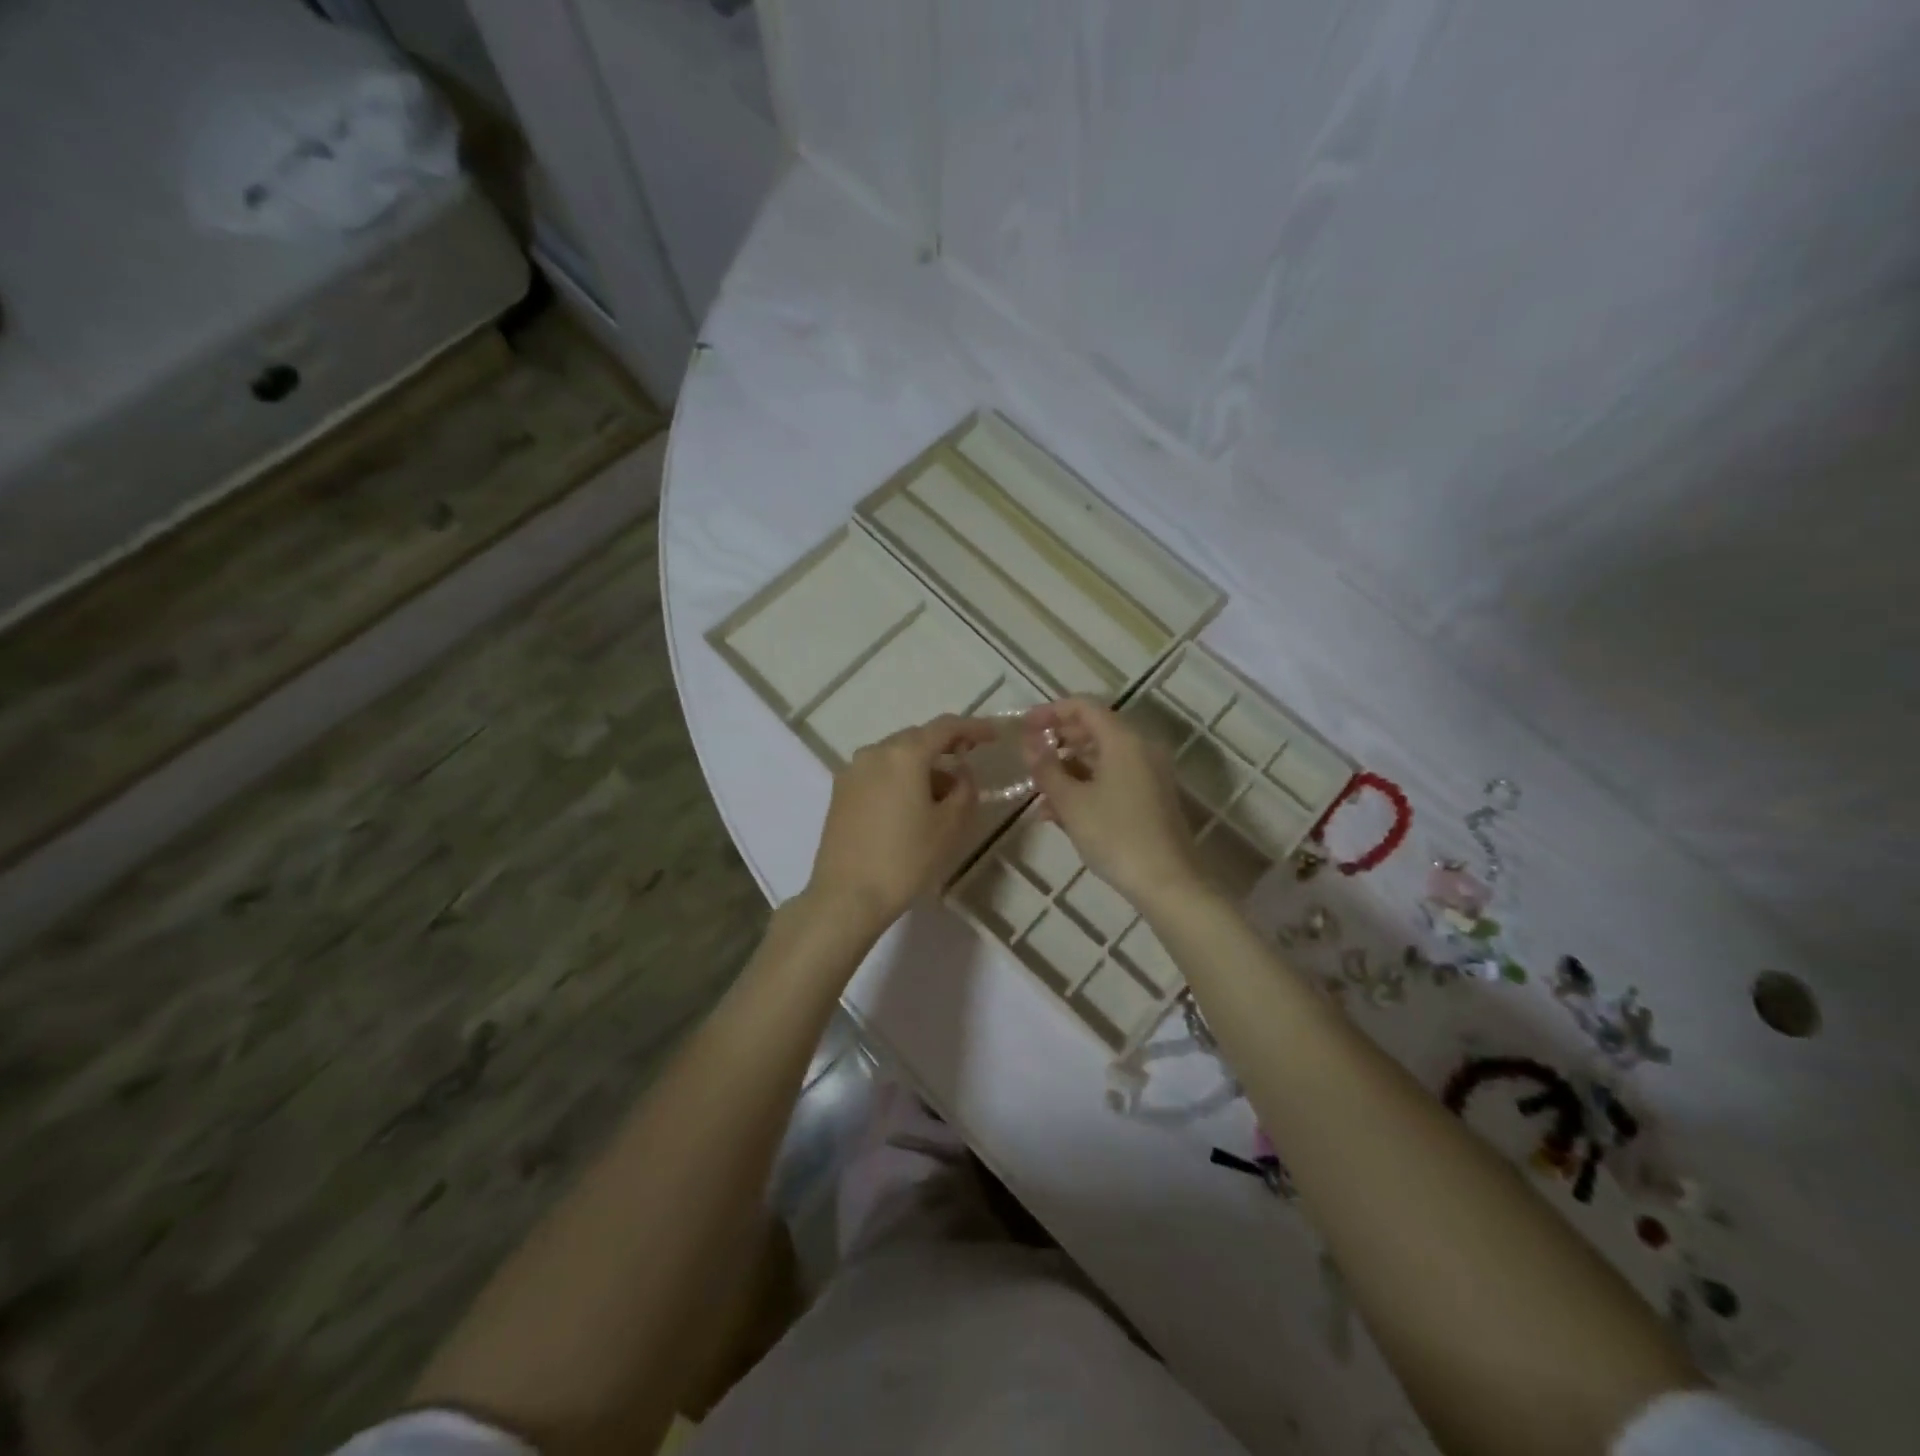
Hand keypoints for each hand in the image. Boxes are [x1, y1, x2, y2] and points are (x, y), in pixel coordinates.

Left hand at [804, 714, 997, 933]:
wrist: (846, 896)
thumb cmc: (905, 859)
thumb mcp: (949, 826)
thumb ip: (964, 789)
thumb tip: (961, 772)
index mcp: (904, 754)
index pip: (945, 727)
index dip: (973, 727)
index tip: (993, 736)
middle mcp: (875, 752)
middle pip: (917, 738)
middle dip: (945, 747)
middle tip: (968, 764)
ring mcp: (852, 771)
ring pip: (896, 756)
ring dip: (921, 766)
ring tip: (941, 795)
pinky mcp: (840, 792)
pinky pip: (878, 772)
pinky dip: (899, 778)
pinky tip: (910, 806)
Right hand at [1022, 698, 1205, 909]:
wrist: (1167, 882)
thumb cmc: (1115, 835)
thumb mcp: (1071, 802)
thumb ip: (1046, 768)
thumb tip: (1029, 744)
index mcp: (1123, 740)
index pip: (1083, 707)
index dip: (1050, 711)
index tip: (1023, 726)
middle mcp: (1141, 748)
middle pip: (1094, 729)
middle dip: (1058, 740)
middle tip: (1029, 757)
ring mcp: (1149, 773)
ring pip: (1102, 757)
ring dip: (1068, 767)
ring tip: (1038, 792)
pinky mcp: (1151, 796)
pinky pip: (1113, 778)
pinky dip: (1086, 785)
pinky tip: (1059, 812)